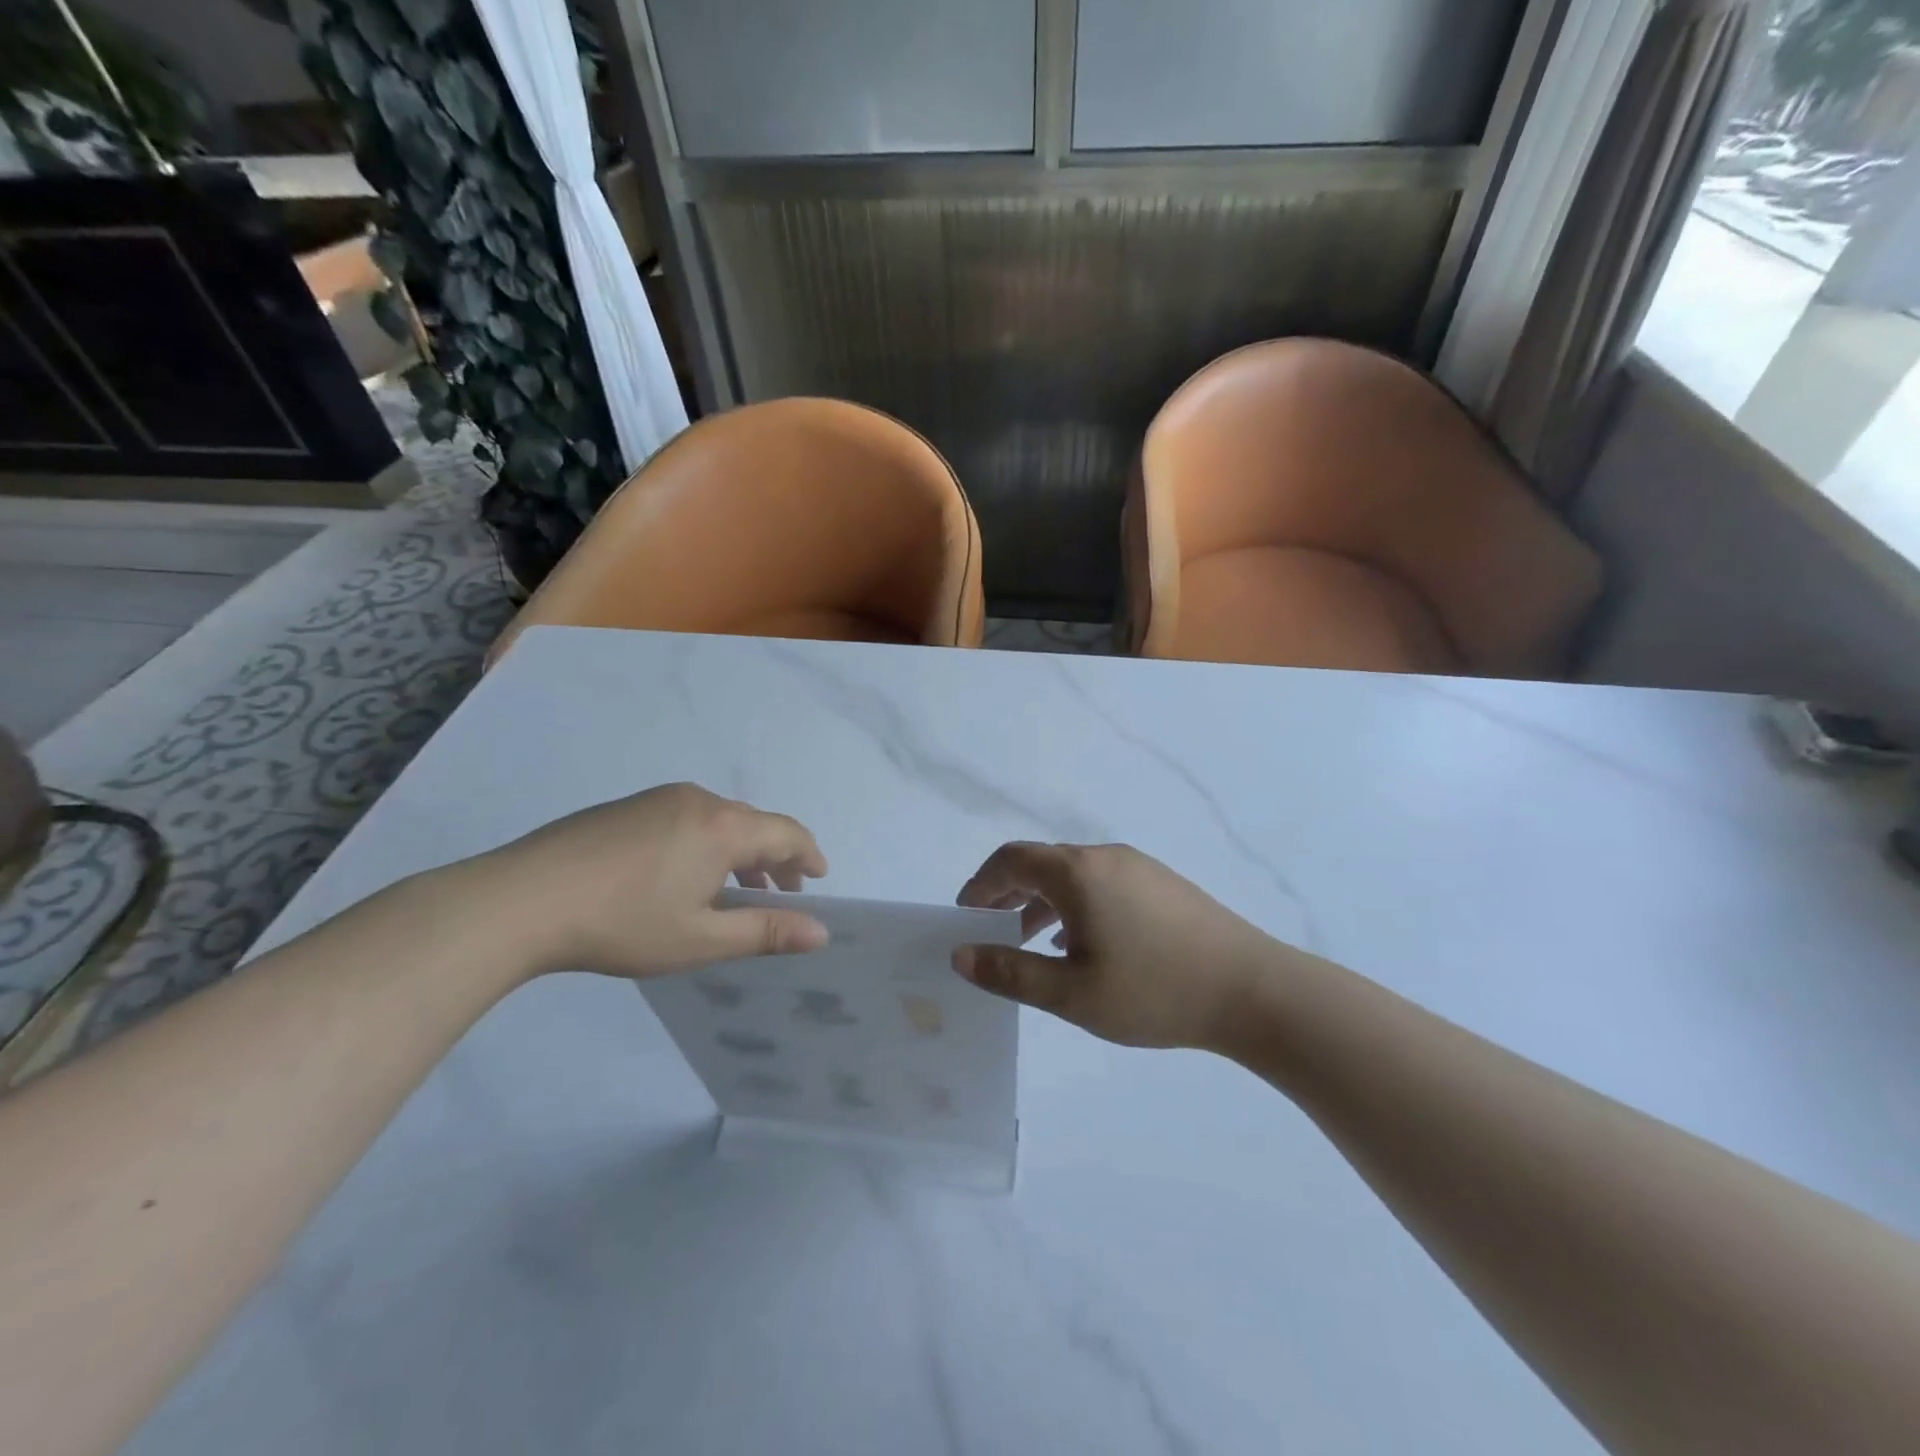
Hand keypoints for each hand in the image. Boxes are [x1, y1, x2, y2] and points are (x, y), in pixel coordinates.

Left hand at [474, 783, 828, 979]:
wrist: (521, 899)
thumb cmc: (623, 923)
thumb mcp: (701, 939)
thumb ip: (765, 932)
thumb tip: (821, 932)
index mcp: (724, 827)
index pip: (787, 832)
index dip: (809, 856)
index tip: (818, 881)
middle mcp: (699, 800)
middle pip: (755, 823)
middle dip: (775, 858)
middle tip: (780, 896)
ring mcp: (660, 799)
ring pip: (720, 820)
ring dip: (740, 852)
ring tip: (735, 891)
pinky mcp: (629, 806)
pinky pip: (688, 818)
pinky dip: (707, 843)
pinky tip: (685, 876)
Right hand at [953, 842, 1282, 1048]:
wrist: (1253, 990)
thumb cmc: (1153, 991)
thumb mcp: (1071, 992)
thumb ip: (1010, 971)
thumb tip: (961, 954)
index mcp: (1077, 873)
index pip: (1011, 860)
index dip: (981, 884)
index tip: (965, 914)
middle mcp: (1105, 857)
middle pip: (1042, 862)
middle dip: (1008, 892)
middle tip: (990, 929)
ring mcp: (1139, 867)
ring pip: (1074, 875)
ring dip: (1042, 901)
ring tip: (1029, 940)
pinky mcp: (1163, 884)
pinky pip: (1102, 883)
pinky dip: (1075, 904)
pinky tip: (1081, 942)